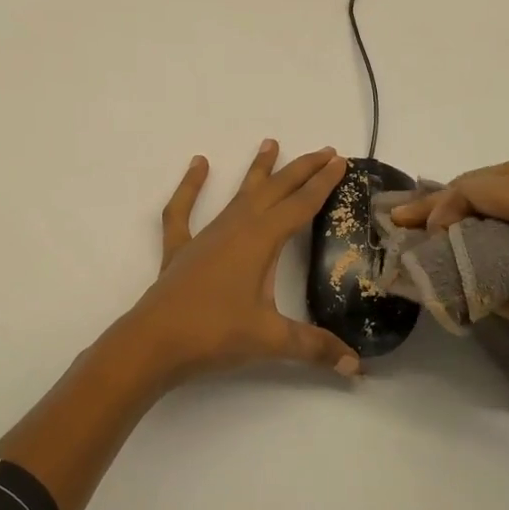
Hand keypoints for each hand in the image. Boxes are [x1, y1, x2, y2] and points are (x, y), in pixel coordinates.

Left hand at [121, 141, 362, 385]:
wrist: (153, 343)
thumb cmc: (214, 334)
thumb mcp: (271, 340)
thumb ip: (314, 347)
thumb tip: (354, 366)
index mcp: (260, 241)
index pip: (300, 205)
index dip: (322, 184)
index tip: (340, 161)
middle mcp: (235, 228)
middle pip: (274, 191)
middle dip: (301, 170)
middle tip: (324, 150)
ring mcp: (206, 236)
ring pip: (238, 195)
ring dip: (257, 171)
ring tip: (270, 143)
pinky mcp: (181, 249)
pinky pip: (183, 210)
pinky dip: (190, 187)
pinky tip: (198, 164)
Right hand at [389, 163, 508, 382]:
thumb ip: (499, 292)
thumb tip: (468, 280)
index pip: (483, 188)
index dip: (444, 207)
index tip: (427, 238)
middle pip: (499, 174)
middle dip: (454, 194)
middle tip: (419, 220)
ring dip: (483, 193)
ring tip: (451, 220)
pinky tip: (501, 225)